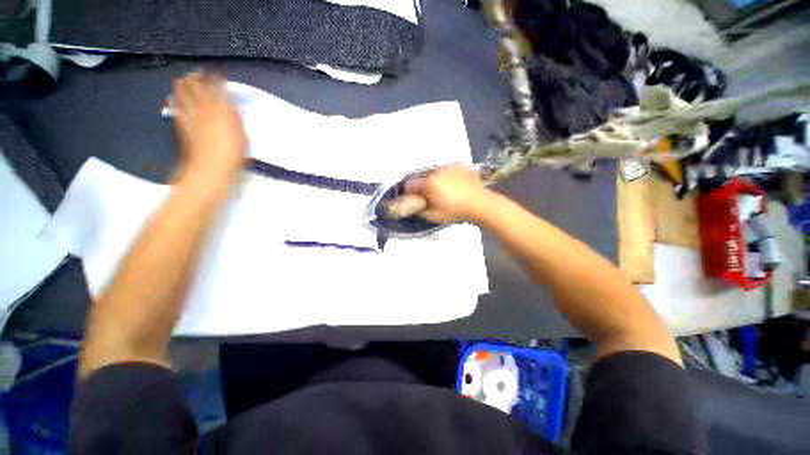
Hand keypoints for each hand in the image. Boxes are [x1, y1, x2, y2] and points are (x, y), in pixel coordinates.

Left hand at [173, 72, 245, 183]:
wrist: (208, 172)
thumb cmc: (232, 158)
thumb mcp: (243, 139)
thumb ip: (237, 121)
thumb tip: (233, 107)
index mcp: (221, 115)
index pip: (219, 93)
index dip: (217, 82)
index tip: (217, 73)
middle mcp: (205, 113)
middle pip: (200, 93)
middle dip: (199, 81)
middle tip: (198, 71)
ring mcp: (192, 119)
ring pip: (187, 99)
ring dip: (185, 88)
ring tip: (183, 78)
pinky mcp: (183, 128)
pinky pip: (179, 110)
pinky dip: (177, 102)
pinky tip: (174, 97)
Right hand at [405, 164, 491, 223]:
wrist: (479, 204)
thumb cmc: (454, 211)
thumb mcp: (434, 216)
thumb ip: (420, 210)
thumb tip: (415, 206)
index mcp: (428, 184)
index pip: (410, 184)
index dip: (410, 192)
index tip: (415, 197)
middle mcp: (436, 172)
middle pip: (424, 178)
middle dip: (426, 186)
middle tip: (434, 195)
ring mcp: (449, 167)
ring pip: (437, 173)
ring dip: (438, 180)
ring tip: (447, 190)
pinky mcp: (460, 166)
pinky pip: (449, 170)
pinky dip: (449, 176)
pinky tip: (456, 184)